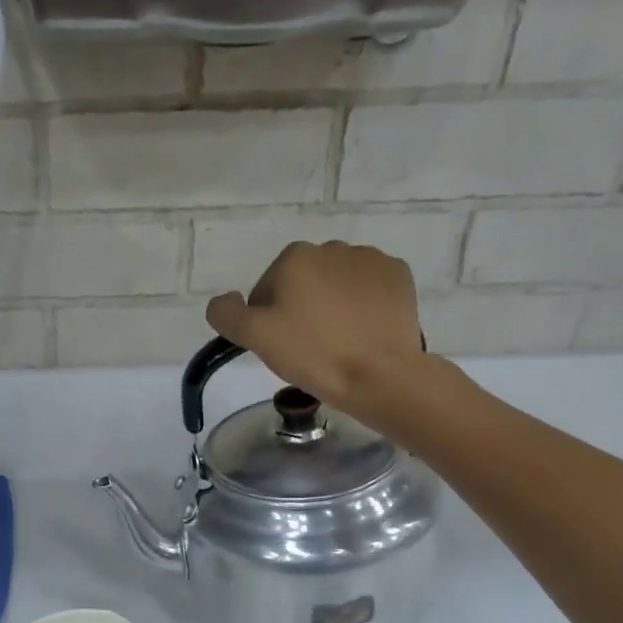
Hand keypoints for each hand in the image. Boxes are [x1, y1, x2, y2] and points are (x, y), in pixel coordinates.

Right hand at [205, 241, 427, 420]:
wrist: (379, 374)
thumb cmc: (312, 353)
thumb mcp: (255, 337)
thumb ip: (226, 314)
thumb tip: (223, 300)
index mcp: (295, 257)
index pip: (266, 289)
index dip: (266, 319)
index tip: (278, 346)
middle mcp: (333, 248)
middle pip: (302, 282)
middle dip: (300, 308)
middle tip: (306, 347)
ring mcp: (371, 259)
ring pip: (336, 284)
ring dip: (331, 305)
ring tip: (337, 341)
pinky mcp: (399, 277)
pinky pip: (369, 288)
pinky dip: (362, 305)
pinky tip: (362, 332)